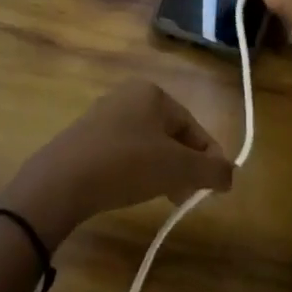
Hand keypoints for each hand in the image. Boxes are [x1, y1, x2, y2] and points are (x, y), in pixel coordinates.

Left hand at [0, 80, 233, 243]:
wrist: (60, 181)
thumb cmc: (126, 165)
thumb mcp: (177, 169)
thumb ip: (211, 170)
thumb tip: (230, 175)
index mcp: (153, 93)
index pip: (193, 127)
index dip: (209, 158)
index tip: (215, 188)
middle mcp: (129, 95)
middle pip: (171, 134)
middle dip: (185, 166)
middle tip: (189, 196)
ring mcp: (104, 115)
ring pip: (147, 144)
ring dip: (162, 170)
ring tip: (165, 198)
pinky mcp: (85, 137)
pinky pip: (123, 152)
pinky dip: (136, 170)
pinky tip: (133, 191)